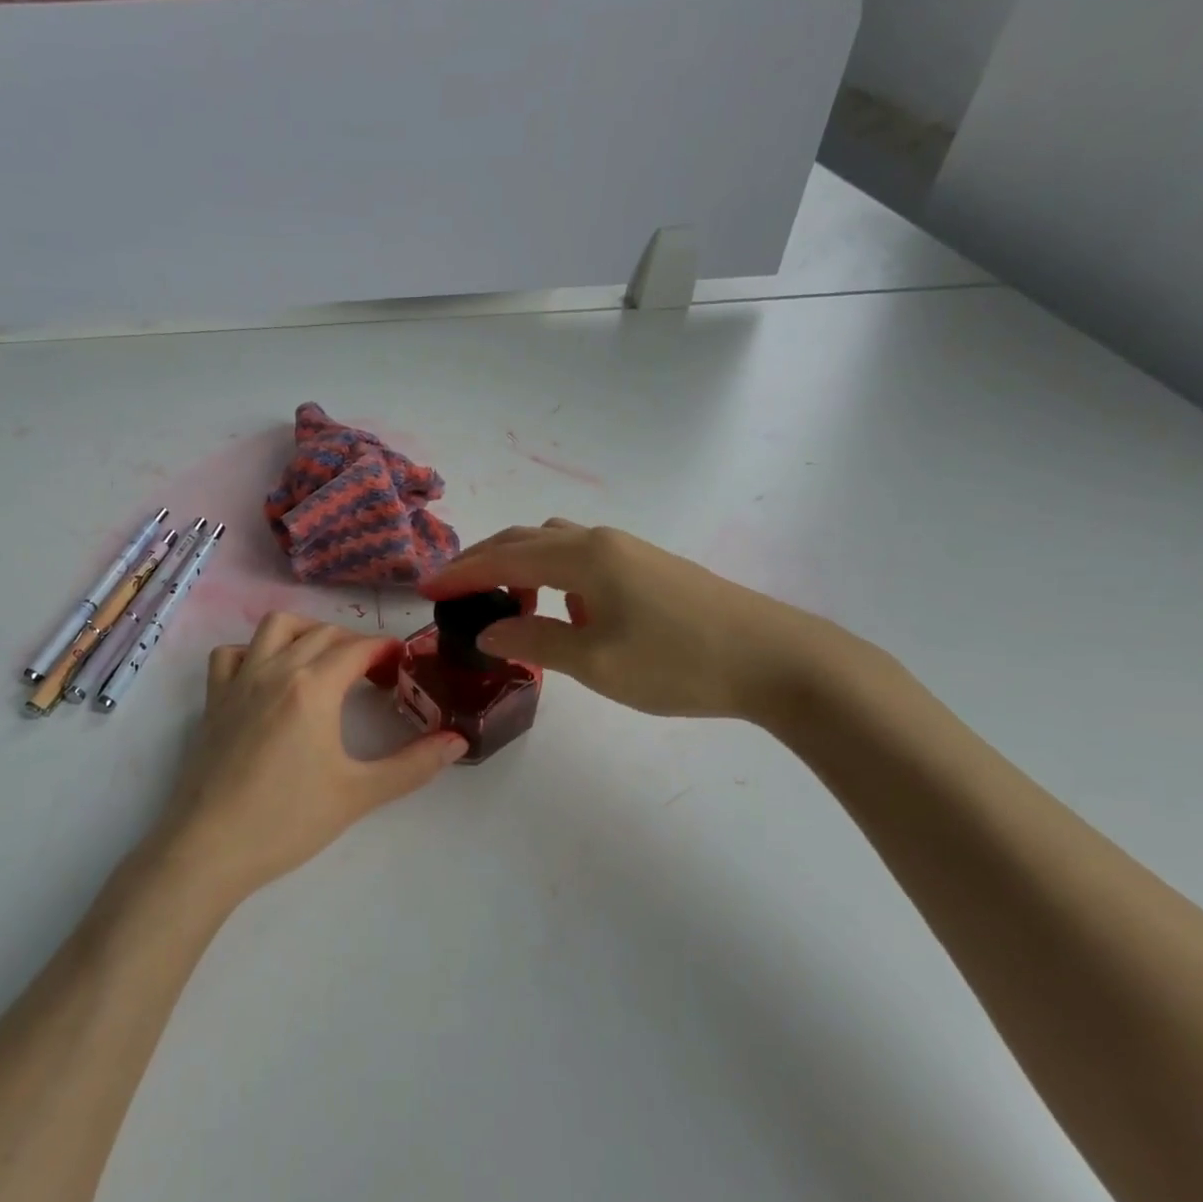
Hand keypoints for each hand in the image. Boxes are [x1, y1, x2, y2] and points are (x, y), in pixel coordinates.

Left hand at [151, 613, 467, 904]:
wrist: (209, 847)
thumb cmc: (288, 820)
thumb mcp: (359, 793)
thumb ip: (413, 765)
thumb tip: (458, 742)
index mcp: (314, 686)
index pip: (358, 648)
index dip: (385, 649)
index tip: (402, 663)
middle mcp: (276, 669)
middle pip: (323, 633)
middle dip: (355, 643)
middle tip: (374, 673)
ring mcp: (239, 680)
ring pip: (275, 627)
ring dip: (306, 631)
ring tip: (324, 659)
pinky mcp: (213, 699)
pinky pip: (231, 653)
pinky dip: (253, 650)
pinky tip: (267, 675)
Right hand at [422, 520, 835, 721]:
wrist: (778, 659)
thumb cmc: (679, 662)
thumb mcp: (596, 661)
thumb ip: (535, 641)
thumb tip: (487, 632)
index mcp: (584, 557)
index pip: (503, 557)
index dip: (460, 573)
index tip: (424, 589)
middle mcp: (601, 541)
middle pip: (525, 539)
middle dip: (483, 561)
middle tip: (452, 590)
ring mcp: (629, 551)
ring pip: (555, 545)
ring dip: (520, 566)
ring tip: (507, 605)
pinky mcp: (649, 568)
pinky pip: (582, 559)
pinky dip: (553, 575)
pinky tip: (566, 610)